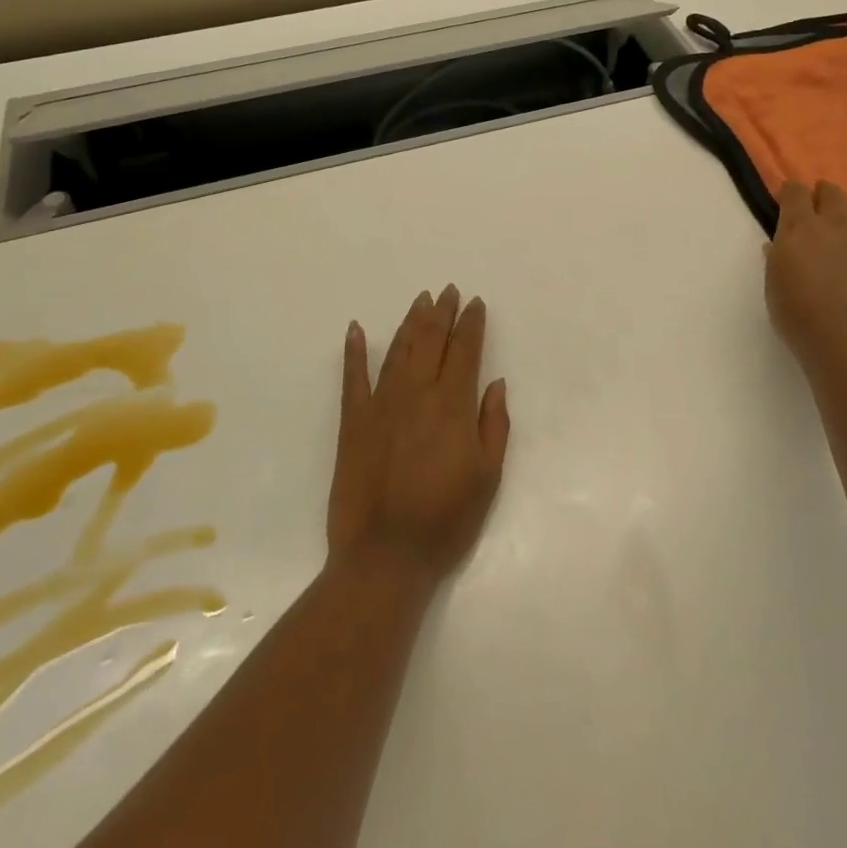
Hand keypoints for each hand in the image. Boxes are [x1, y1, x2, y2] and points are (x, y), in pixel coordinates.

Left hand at [328, 286, 510, 583]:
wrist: (384, 556)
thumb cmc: (446, 520)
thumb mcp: (488, 477)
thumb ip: (494, 425)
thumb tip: (494, 383)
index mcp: (453, 406)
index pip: (465, 351)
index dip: (471, 324)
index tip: (475, 303)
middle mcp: (417, 394)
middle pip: (431, 341)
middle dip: (442, 313)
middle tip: (448, 291)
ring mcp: (381, 405)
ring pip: (398, 350)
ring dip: (410, 322)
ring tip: (420, 301)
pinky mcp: (353, 422)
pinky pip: (352, 378)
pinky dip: (354, 351)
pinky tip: (356, 329)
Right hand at [764, 180, 846, 376]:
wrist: (845, 340)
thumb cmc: (796, 312)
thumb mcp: (773, 283)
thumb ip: (776, 258)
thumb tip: (776, 245)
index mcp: (800, 227)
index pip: (796, 192)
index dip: (789, 193)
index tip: (783, 201)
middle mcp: (833, 226)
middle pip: (832, 192)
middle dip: (821, 194)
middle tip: (811, 208)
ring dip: (843, 211)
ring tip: (834, 228)